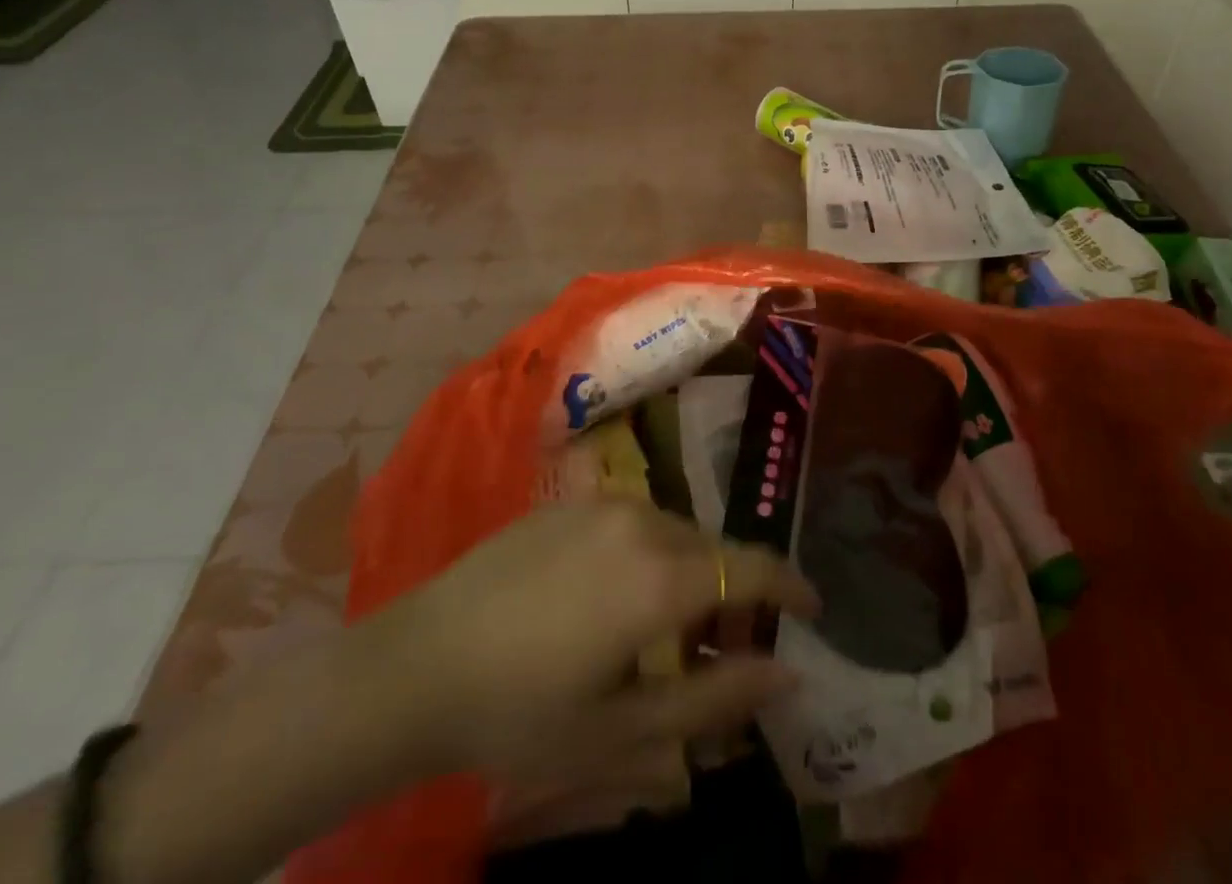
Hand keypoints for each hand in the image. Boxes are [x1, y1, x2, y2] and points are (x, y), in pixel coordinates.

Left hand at [346, 501, 818, 786]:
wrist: (417, 664)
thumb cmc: (521, 713)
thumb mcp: (622, 731)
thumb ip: (714, 701)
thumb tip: (789, 674)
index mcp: (659, 578)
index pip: (750, 568)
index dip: (790, 585)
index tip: (814, 607)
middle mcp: (641, 521)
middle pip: (712, 548)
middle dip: (734, 589)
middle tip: (730, 642)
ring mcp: (602, 504)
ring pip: (674, 531)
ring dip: (689, 570)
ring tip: (669, 625)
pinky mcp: (570, 500)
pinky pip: (634, 519)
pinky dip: (650, 551)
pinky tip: (614, 595)